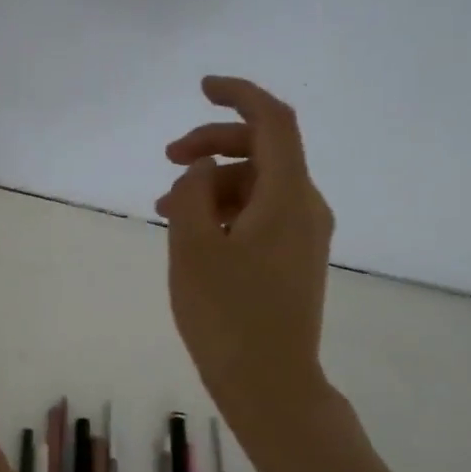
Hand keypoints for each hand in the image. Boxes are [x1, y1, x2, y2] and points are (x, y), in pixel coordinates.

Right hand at [157, 75, 336, 419]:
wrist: (270, 384)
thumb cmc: (226, 315)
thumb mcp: (192, 247)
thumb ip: (190, 193)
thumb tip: (199, 169)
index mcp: (287, 196)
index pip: (273, 121)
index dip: (239, 94)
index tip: (201, 87)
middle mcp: (305, 206)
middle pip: (262, 149)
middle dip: (212, 144)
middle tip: (166, 158)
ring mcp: (303, 234)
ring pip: (256, 183)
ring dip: (211, 182)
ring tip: (164, 204)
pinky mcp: (294, 257)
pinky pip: (260, 212)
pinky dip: (225, 208)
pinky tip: (191, 229)